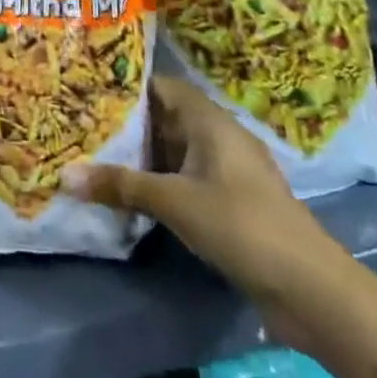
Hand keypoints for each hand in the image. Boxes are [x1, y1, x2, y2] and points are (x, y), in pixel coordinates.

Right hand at [62, 76, 326, 319]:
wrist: (312, 290)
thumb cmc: (241, 225)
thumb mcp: (174, 202)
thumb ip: (120, 185)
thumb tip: (64, 175)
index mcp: (210, 120)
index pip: (160, 86)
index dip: (125, 86)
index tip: (87, 89)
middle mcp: (219, 136)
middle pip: (165, 118)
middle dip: (126, 124)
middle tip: (81, 125)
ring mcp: (227, 171)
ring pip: (174, 151)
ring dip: (141, 157)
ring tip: (95, 156)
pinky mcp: (232, 203)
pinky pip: (185, 178)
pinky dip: (158, 181)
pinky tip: (129, 193)